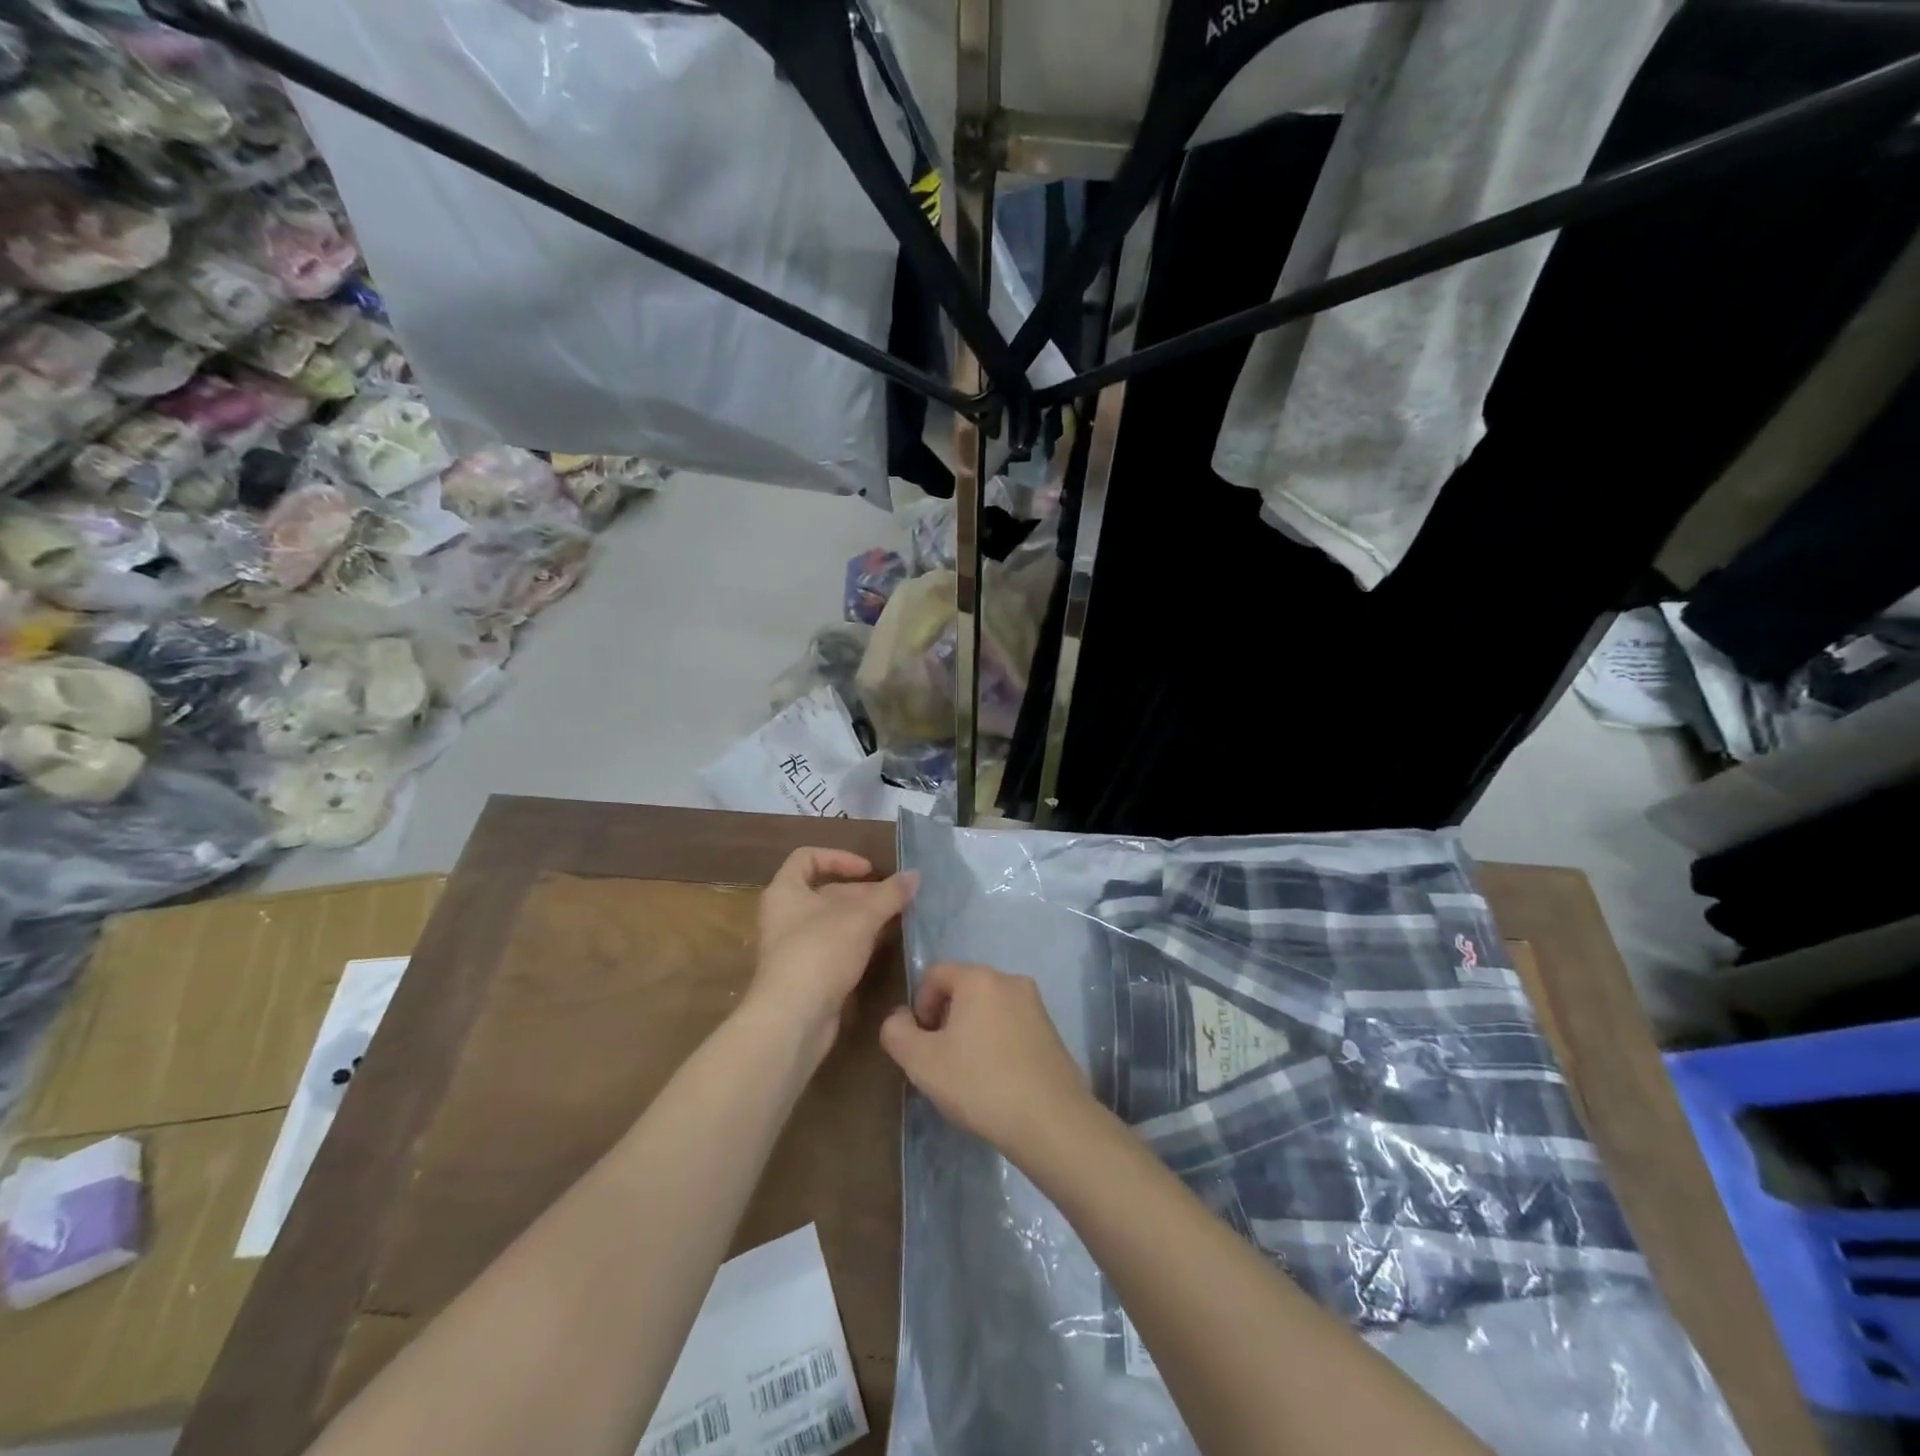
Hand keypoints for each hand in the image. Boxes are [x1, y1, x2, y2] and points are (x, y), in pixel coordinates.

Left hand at [750, 847, 917, 1065]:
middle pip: (826, 892)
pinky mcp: (808, 973)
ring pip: (834, 921)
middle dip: (863, 893)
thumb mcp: (860, 918)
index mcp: (786, 891)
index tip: (869, 870)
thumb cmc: (820, 953)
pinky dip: (859, 941)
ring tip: (899, 918)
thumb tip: (915, 874)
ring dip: (865, 918)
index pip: (807, 858)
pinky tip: (885, 944)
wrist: (793, 1020)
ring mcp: (795, 946)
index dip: (840, 858)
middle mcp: (785, 915)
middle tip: (897, 898)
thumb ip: (889, 895)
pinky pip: (836, 946)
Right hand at [880, 962, 1096, 1162]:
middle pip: (963, 989)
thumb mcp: (921, 1062)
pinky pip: (1011, 1026)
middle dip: (945, 1019)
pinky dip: (996, 1043)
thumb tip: (899, 1018)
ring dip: (971, 1032)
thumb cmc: (980, 1084)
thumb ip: (897, 1032)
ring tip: (968, 1073)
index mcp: (979, 978)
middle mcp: (1011, 980)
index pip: (935, 975)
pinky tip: (995, 1080)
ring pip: (988, 1009)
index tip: (921, 1044)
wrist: (1051, 1121)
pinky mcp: (1052, 1032)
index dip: (919, 1006)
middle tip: (940, 1060)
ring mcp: (1036, 1005)